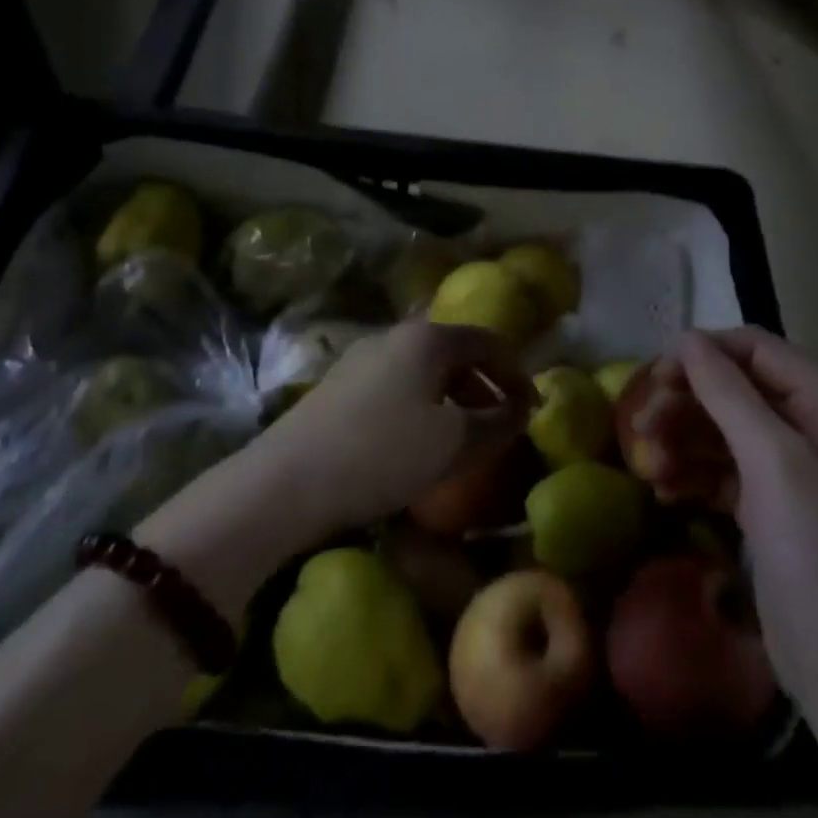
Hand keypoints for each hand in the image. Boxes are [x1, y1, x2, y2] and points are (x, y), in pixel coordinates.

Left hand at [248, 318, 533, 532]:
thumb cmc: (383, 453)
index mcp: (429, 338)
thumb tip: (520, 410)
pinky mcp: (339, 385)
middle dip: (485, 387)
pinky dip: (422, 406)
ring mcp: (362, 358)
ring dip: (453, 399)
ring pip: (424, 370)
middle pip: (455, 352)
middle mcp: (396, 335)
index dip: (517, 373)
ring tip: (462, 438)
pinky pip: (397, 386)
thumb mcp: (455, 443)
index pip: (489, 341)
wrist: (286, 482)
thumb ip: (498, 423)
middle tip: (501, 425)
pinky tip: (416, 443)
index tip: (531, 409)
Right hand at [676, 328, 817, 702]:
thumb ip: (728, 393)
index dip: (705, 353)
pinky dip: (692, 473)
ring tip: (648, 464)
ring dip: (682, 439)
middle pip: (735, 388)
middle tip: (642, 423)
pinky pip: (721, 469)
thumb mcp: (772, 462)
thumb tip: (686, 338)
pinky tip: (664, 490)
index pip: (757, 349)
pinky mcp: (769, 505)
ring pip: (722, 429)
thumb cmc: (817, 552)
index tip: (656, 374)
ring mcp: (790, 469)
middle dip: (687, 401)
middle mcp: (812, 426)